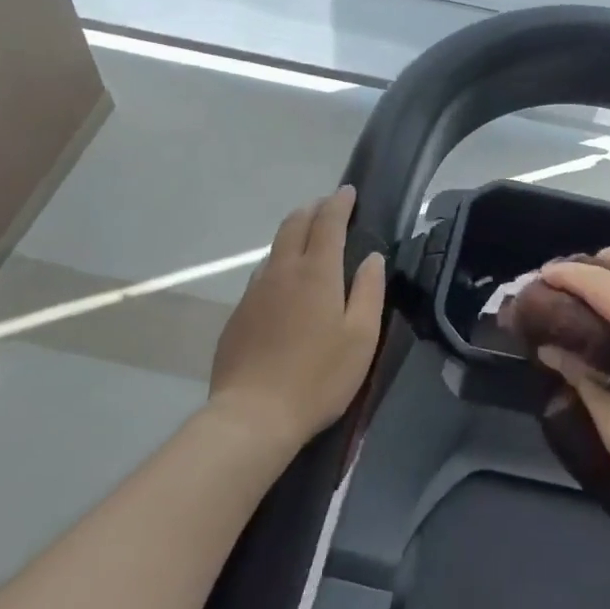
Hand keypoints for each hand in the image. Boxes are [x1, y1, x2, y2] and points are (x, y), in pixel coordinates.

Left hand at [207, 186, 384, 453]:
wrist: (252, 416)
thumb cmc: (319, 376)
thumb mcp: (361, 336)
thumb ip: (369, 291)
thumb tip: (372, 258)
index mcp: (317, 272)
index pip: (328, 222)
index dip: (339, 203)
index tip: (348, 191)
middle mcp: (282, 272)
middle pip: (294, 225)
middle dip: (313, 209)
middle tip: (328, 207)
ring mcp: (254, 292)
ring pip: (274, 249)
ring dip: (293, 235)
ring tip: (308, 241)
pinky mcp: (237, 316)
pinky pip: (261, 276)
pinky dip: (278, 265)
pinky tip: (285, 285)